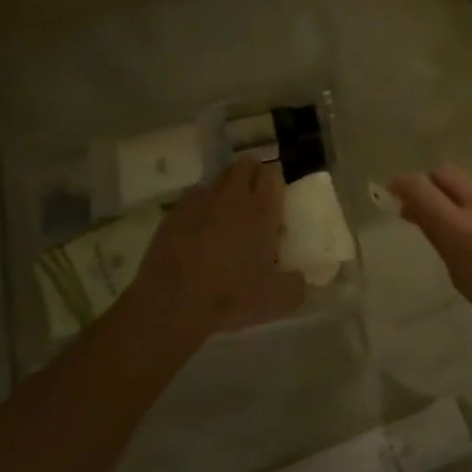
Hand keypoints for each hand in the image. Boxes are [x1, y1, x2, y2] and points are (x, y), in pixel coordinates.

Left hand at [127, 157, 306, 342]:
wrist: (172, 306)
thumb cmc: (231, 298)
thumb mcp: (278, 300)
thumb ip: (296, 284)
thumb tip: (298, 277)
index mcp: (261, 211)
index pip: (272, 173)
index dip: (275, 182)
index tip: (277, 199)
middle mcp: (231, 197)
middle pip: (244, 165)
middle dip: (252, 176)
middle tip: (255, 201)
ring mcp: (199, 202)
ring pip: (217, 179)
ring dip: (226, 190)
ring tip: (226, 216)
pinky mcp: (172, 214)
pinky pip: (193, 199)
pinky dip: (200, 207)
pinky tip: (199, 229)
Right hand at [388, 166, 471, 363]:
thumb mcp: (464, 278)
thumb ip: (440, 237)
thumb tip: (417, 210)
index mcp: (461, 231)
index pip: (419, 188)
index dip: (403, 185)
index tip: (398, 191)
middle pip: (446, 173)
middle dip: (434, 185)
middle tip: (437, 204)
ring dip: (470, 191)